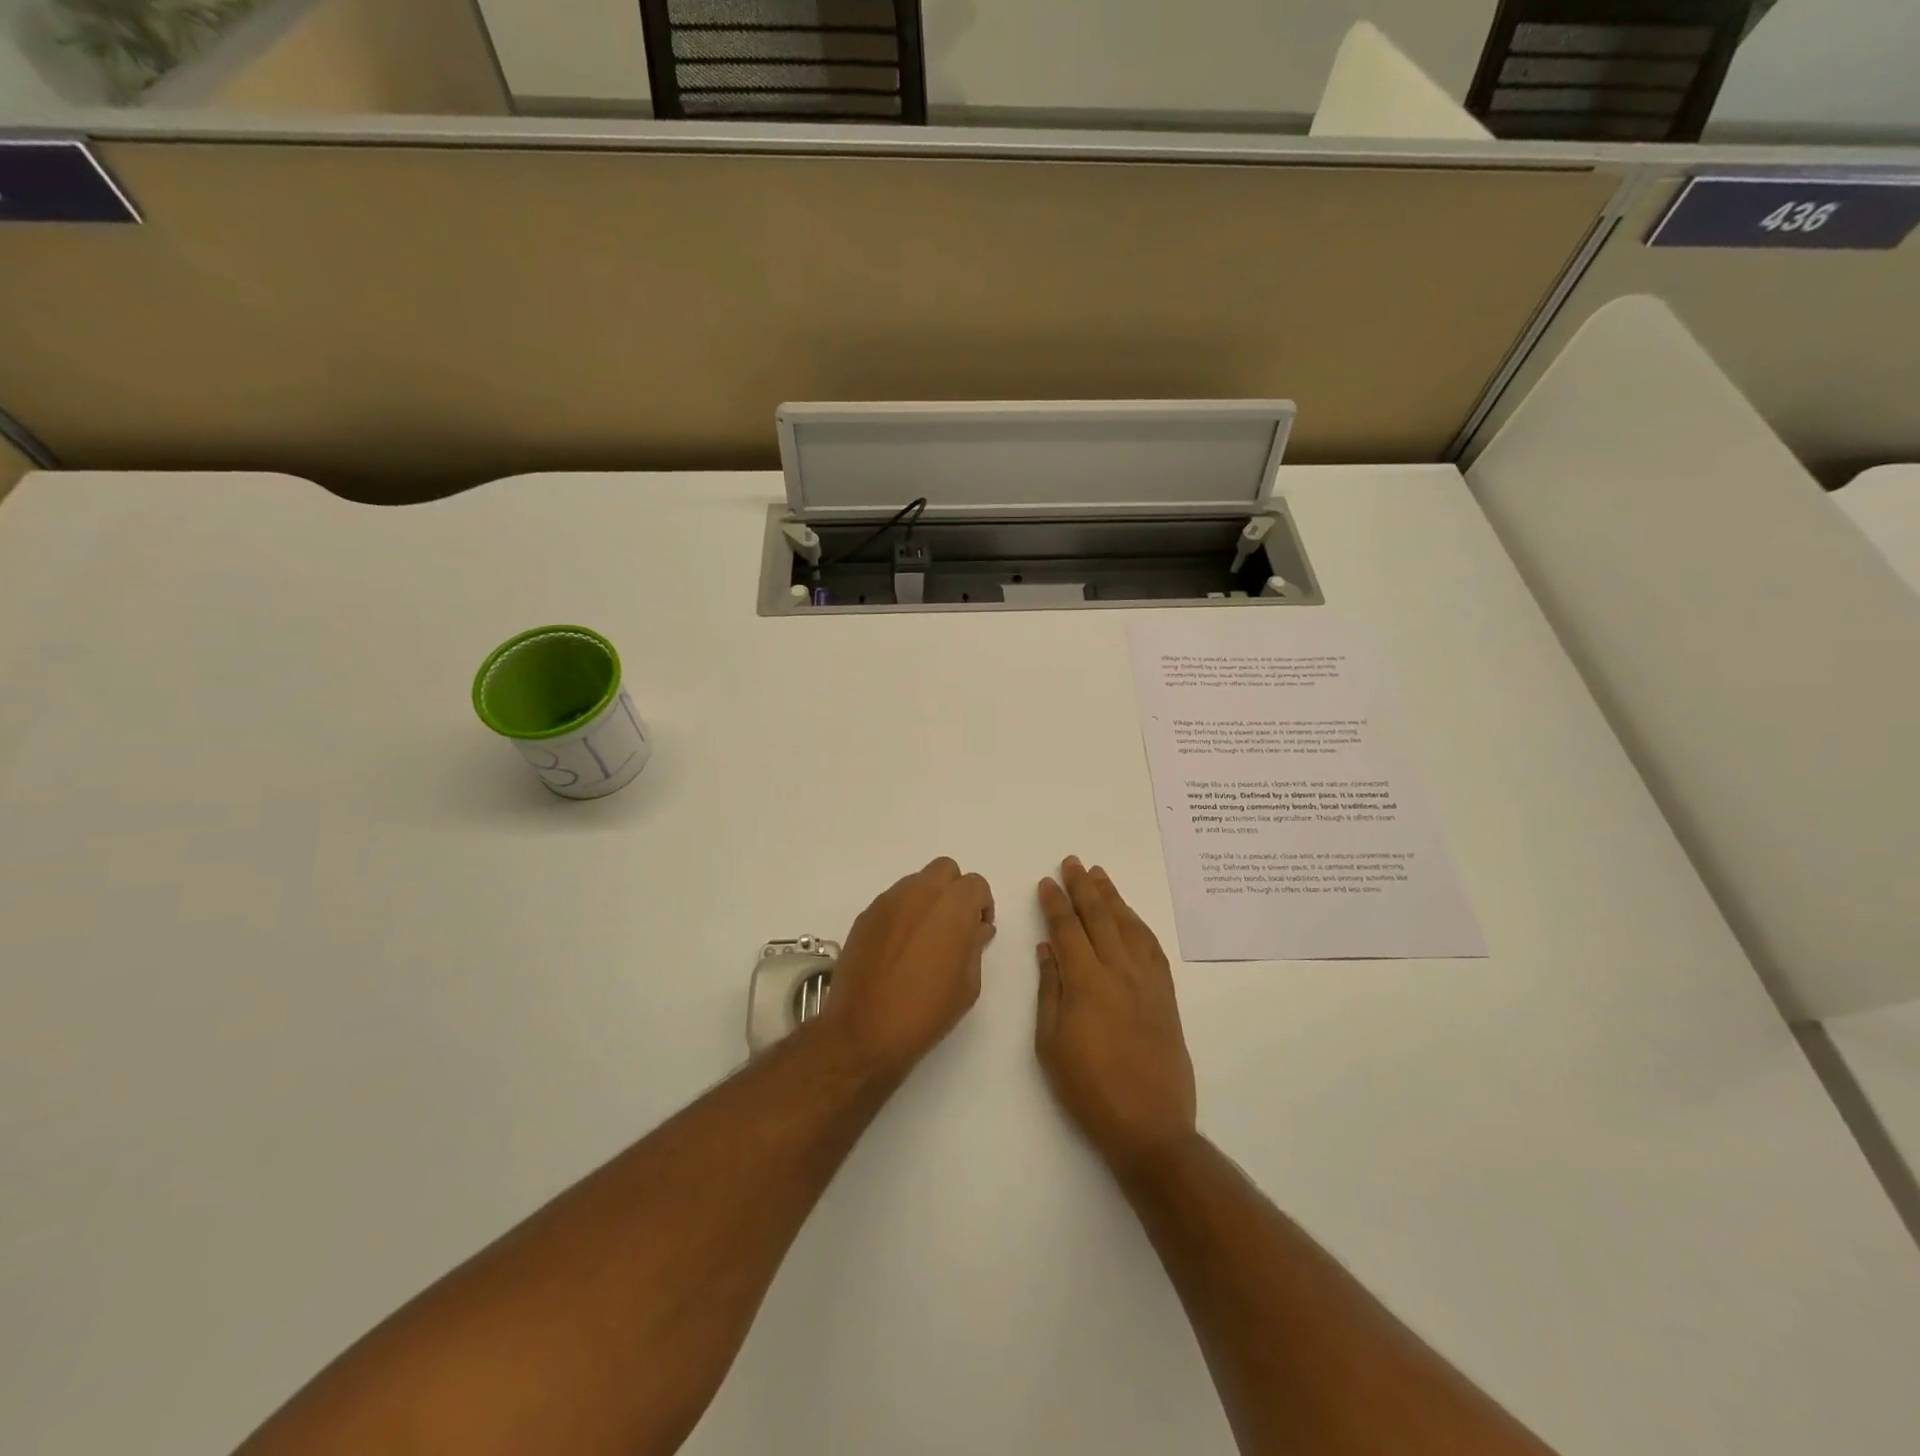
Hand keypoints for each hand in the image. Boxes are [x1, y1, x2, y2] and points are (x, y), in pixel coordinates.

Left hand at [817, 857, 995, 1078]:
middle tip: (954, 925)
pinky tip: (899, 947)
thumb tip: (977, 928)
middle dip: (954, 890)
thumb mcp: (968, 984)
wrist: (864, 1030)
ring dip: (927, 899)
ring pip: (916, 882)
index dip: (981, 905)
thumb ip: (975, 946)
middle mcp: (920, 893)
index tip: (978, 930)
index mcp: (952, 906)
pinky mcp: (866, 915)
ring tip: (924, 937)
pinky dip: (903, 913)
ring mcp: (888, 901)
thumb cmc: (926, 1011)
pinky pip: (892, 902)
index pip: (975, 884)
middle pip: (945, 870)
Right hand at [1035, 857, 1196, 1174]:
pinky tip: (1130, 916)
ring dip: (1113, 897)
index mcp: (1086, 983)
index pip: (1068, 929)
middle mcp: (1119, 972)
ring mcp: (1147, 982)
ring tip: (1099, 875)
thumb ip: (1050, 990)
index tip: (1047, 882)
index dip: (1056, 903)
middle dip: (1084, 887)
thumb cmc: (1088, 1089)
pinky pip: (1152, 948)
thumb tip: (1047, 949)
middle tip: (1072, 862)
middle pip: (1100, 918)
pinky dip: (1139, 925)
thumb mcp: (1050, 1044)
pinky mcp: (1166, 996)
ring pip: (1128, 926)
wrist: (1149, 1126)